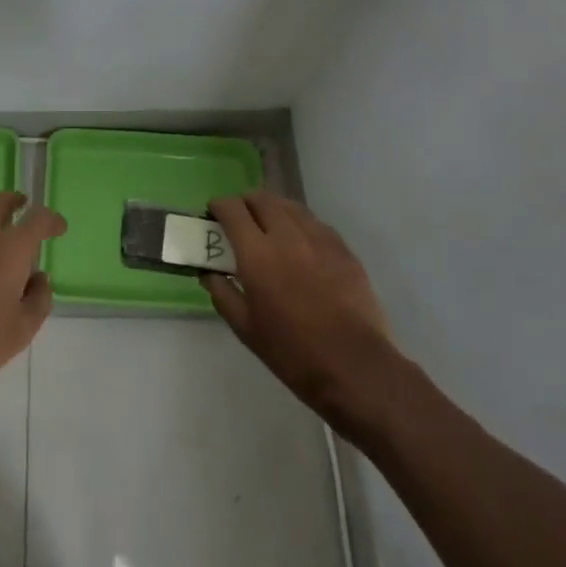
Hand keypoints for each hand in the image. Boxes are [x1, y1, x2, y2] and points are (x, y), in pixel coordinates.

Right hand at [205, 193, 407, 428]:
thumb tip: (210, 274)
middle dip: (245, 202)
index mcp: (257, 253)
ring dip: (273, 208)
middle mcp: (286, 235)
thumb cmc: (293, 352)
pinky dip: (299, 223)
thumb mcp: (246, 330)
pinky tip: (300, 243)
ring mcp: (318, 238)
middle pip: (261, 198)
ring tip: (269, 226)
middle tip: (240, 219)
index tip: (214, 213)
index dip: (219, 205)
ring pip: (289, 206)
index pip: (232, 209)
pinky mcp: (343, 248)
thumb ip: (223, 294)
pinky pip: (314, 222)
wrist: (355, 367)